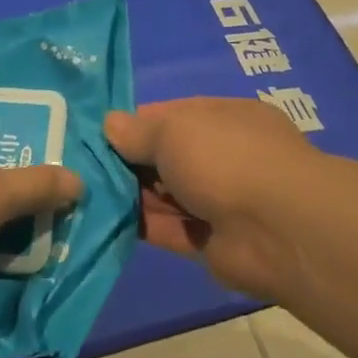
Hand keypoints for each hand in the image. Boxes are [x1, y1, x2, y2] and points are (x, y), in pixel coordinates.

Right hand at [104, 98, 320, 301]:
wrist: (275, 229)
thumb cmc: (224, 159)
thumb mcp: (174, 131)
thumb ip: (139, 131)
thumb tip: (110, 125)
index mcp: (225, 119)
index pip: (173, 115)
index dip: (136, 124)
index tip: (98, 134)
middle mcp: (224, 157)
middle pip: (167, 157)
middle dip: (129, 162)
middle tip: (82, 167)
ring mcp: (219, 201)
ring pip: (165, 195)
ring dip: (131, 196)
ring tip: (84, 194)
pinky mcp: (209, 241)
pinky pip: (168, 229)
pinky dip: (141, 226)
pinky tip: (103, 221)